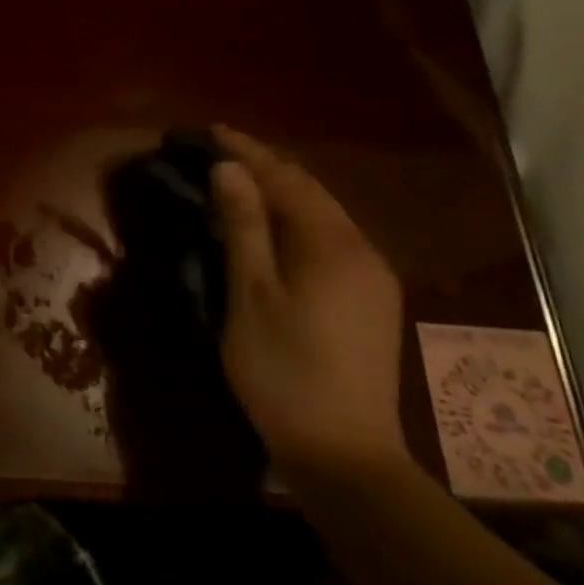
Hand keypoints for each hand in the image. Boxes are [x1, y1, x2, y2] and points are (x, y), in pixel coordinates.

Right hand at [210, 125, 406, 482]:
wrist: (345, 454)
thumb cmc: (283, 370)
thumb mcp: (251, 295)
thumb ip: (243, 227)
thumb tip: (230, 169)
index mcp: (331, 245)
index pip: (286, 179)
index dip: (247, 151)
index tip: (211, 130)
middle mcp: (362, 250)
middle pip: (310, 190)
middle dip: (266, 164)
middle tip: (221, 149)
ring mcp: (372, 276)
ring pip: (323, 214)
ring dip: (282, 190)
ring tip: (241, 178)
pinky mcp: (371, 300)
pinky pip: (331, 238)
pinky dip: (297, 219)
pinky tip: (275, 226)